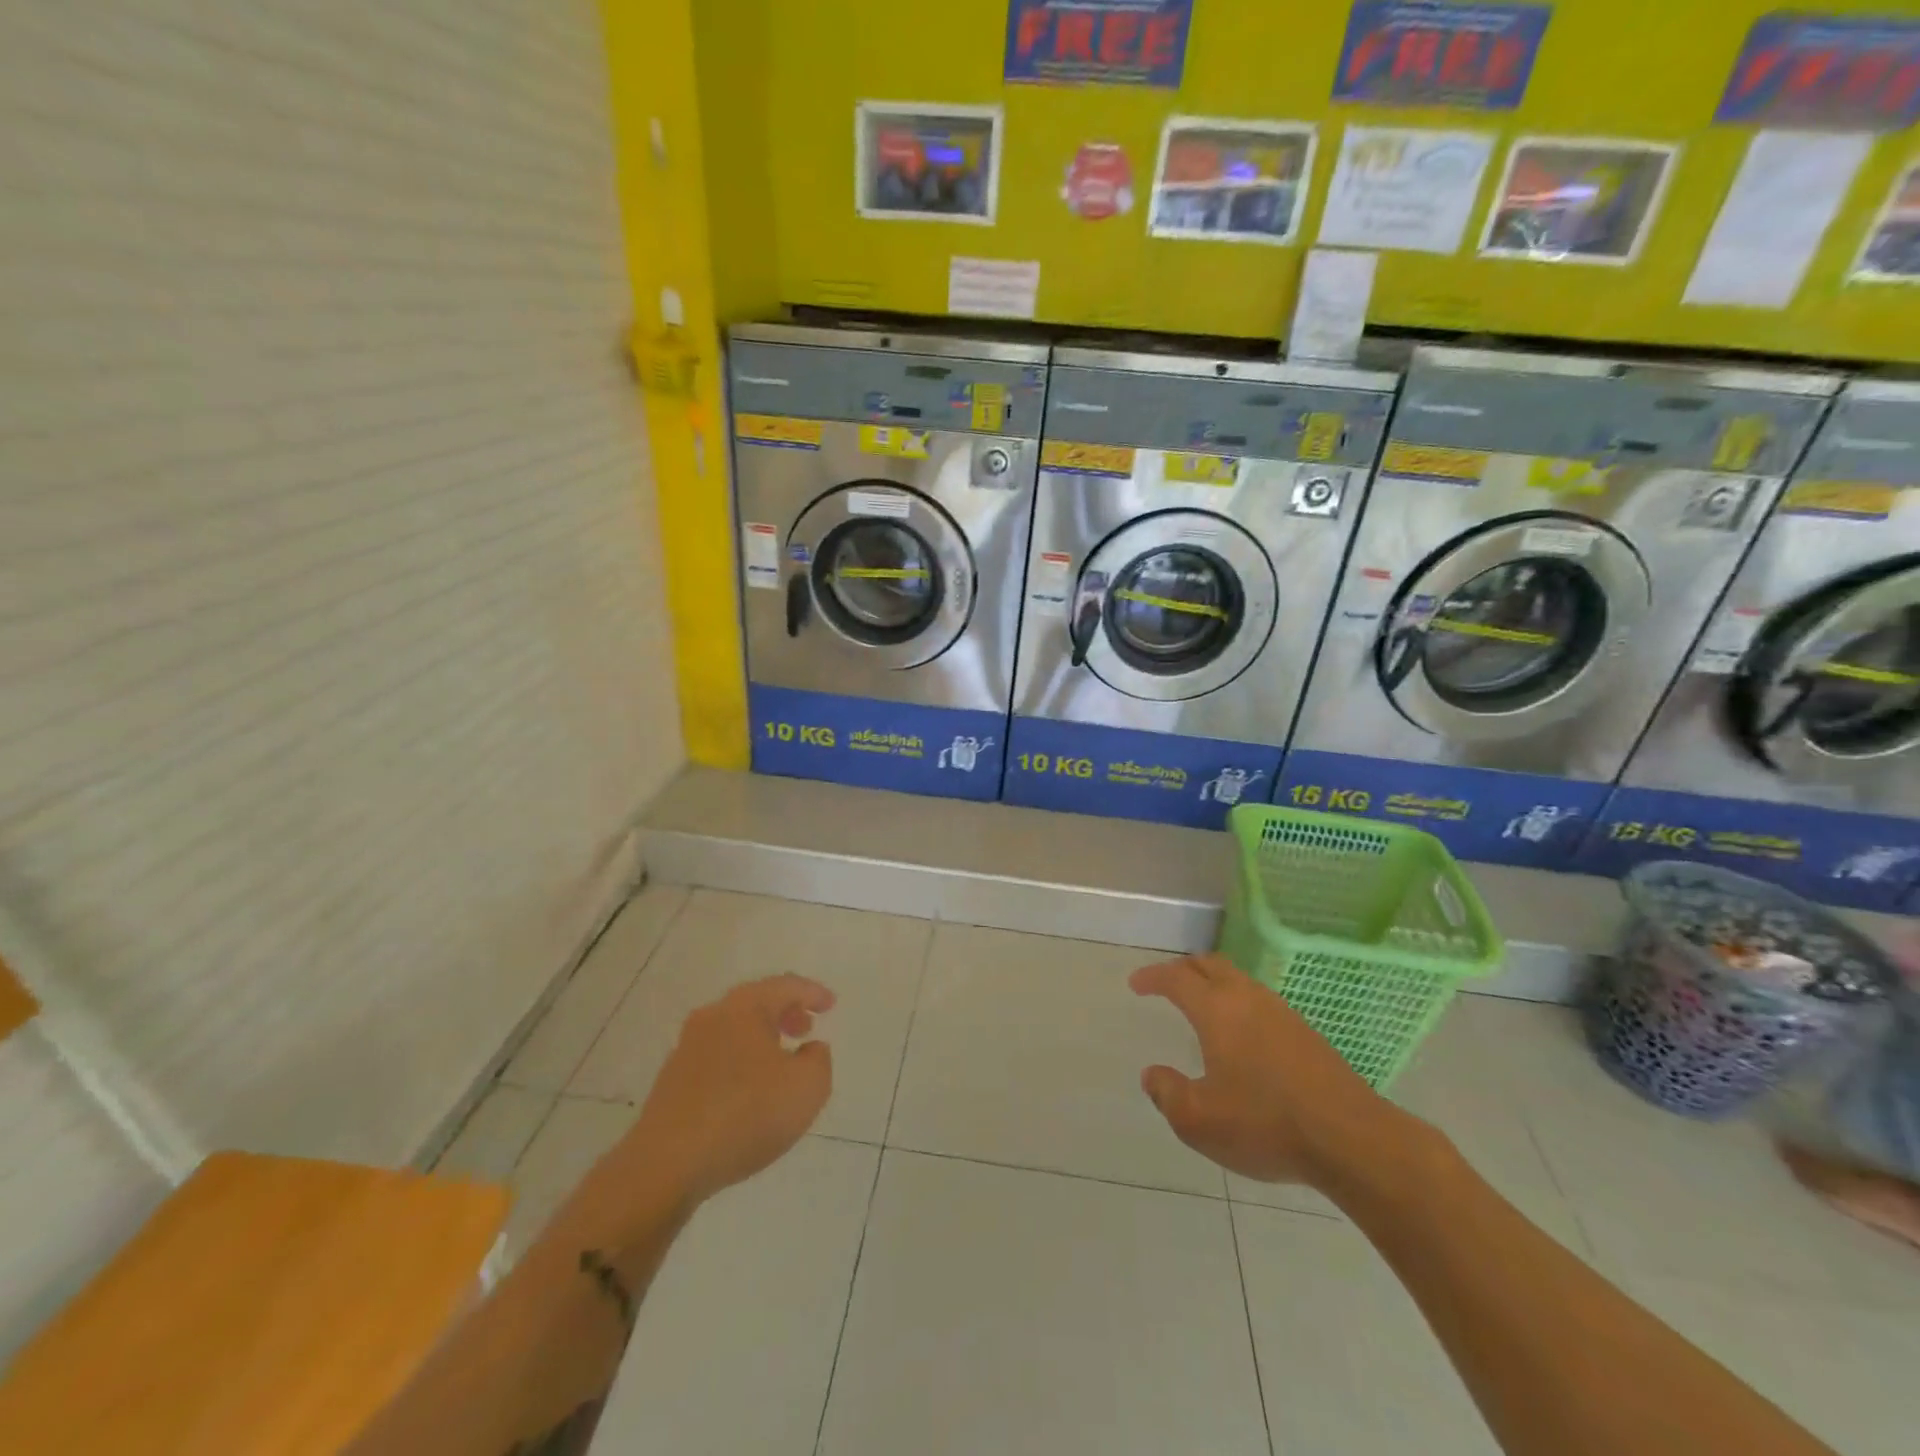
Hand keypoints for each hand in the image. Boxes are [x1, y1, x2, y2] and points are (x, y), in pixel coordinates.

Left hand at [622, 974, 835, 1209]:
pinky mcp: (672, 1081)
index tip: (830, 1004)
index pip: (785, 986)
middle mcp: (712, 1017)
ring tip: (781, 1061)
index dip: (811, 993)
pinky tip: (749, 1090)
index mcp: (744, 1008)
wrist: (666, 1165)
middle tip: (806, 1028)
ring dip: (761, 1037)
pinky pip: (717, 1056)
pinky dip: (740, 1060)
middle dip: (784, 1012)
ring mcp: (686, 1049)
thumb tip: (809, 1050)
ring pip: (734, 1029)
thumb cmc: (745, 1114)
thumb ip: (819, 1061)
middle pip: (755, 1002)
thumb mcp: (807, 1088)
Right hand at [1131, 953, 1410, 1188]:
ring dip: (1214, 984)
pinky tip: (1241, 1036)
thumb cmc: (1266, 1124)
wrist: (1352, 1139)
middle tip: (1166, 984)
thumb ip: (1167, 1094)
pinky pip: (1260, 1002)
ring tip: (1202, 1007)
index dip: (1152, 976)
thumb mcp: (1198, 1120)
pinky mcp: (1306, 1034)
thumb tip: (1153, 1075)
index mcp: (1217, 1010)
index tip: (1136, 984)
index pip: (1177, 978)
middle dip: (1183, 968)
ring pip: (1239, 980)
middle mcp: (1248, 999)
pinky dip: (1238, 1004)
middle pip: (1210, 964)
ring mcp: (1282, 1013)